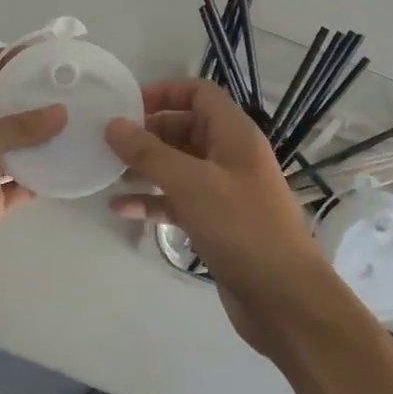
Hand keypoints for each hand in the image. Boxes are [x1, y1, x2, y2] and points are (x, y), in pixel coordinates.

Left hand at [0, 51, 66, 311]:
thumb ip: (15, 128)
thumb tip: (61, 111)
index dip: (10, 57)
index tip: (49, 53)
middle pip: (5, 106)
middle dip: (36, 98)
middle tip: (79, 90)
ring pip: (18, 147)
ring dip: (45, 140)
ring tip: (85, 126)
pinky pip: (21, 185)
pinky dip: (43, 179)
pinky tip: (72, 171)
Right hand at [106, 78, 335, 355]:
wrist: (285, 300)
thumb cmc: (241, 227)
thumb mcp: (190, 183)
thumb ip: (148, 152)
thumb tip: (113, 125)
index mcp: (234, 134)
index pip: (199, 93)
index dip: (164, 93)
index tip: (127, 107)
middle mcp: (230, 156)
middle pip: (184, 128)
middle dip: (147, 134)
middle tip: (108, 143)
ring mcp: (224, 191)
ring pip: (178, 167)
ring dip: (145, 168)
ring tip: (107, 173)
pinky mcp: (216, 224)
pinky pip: (178, 201)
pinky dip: (152, 201)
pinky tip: (121, 209)